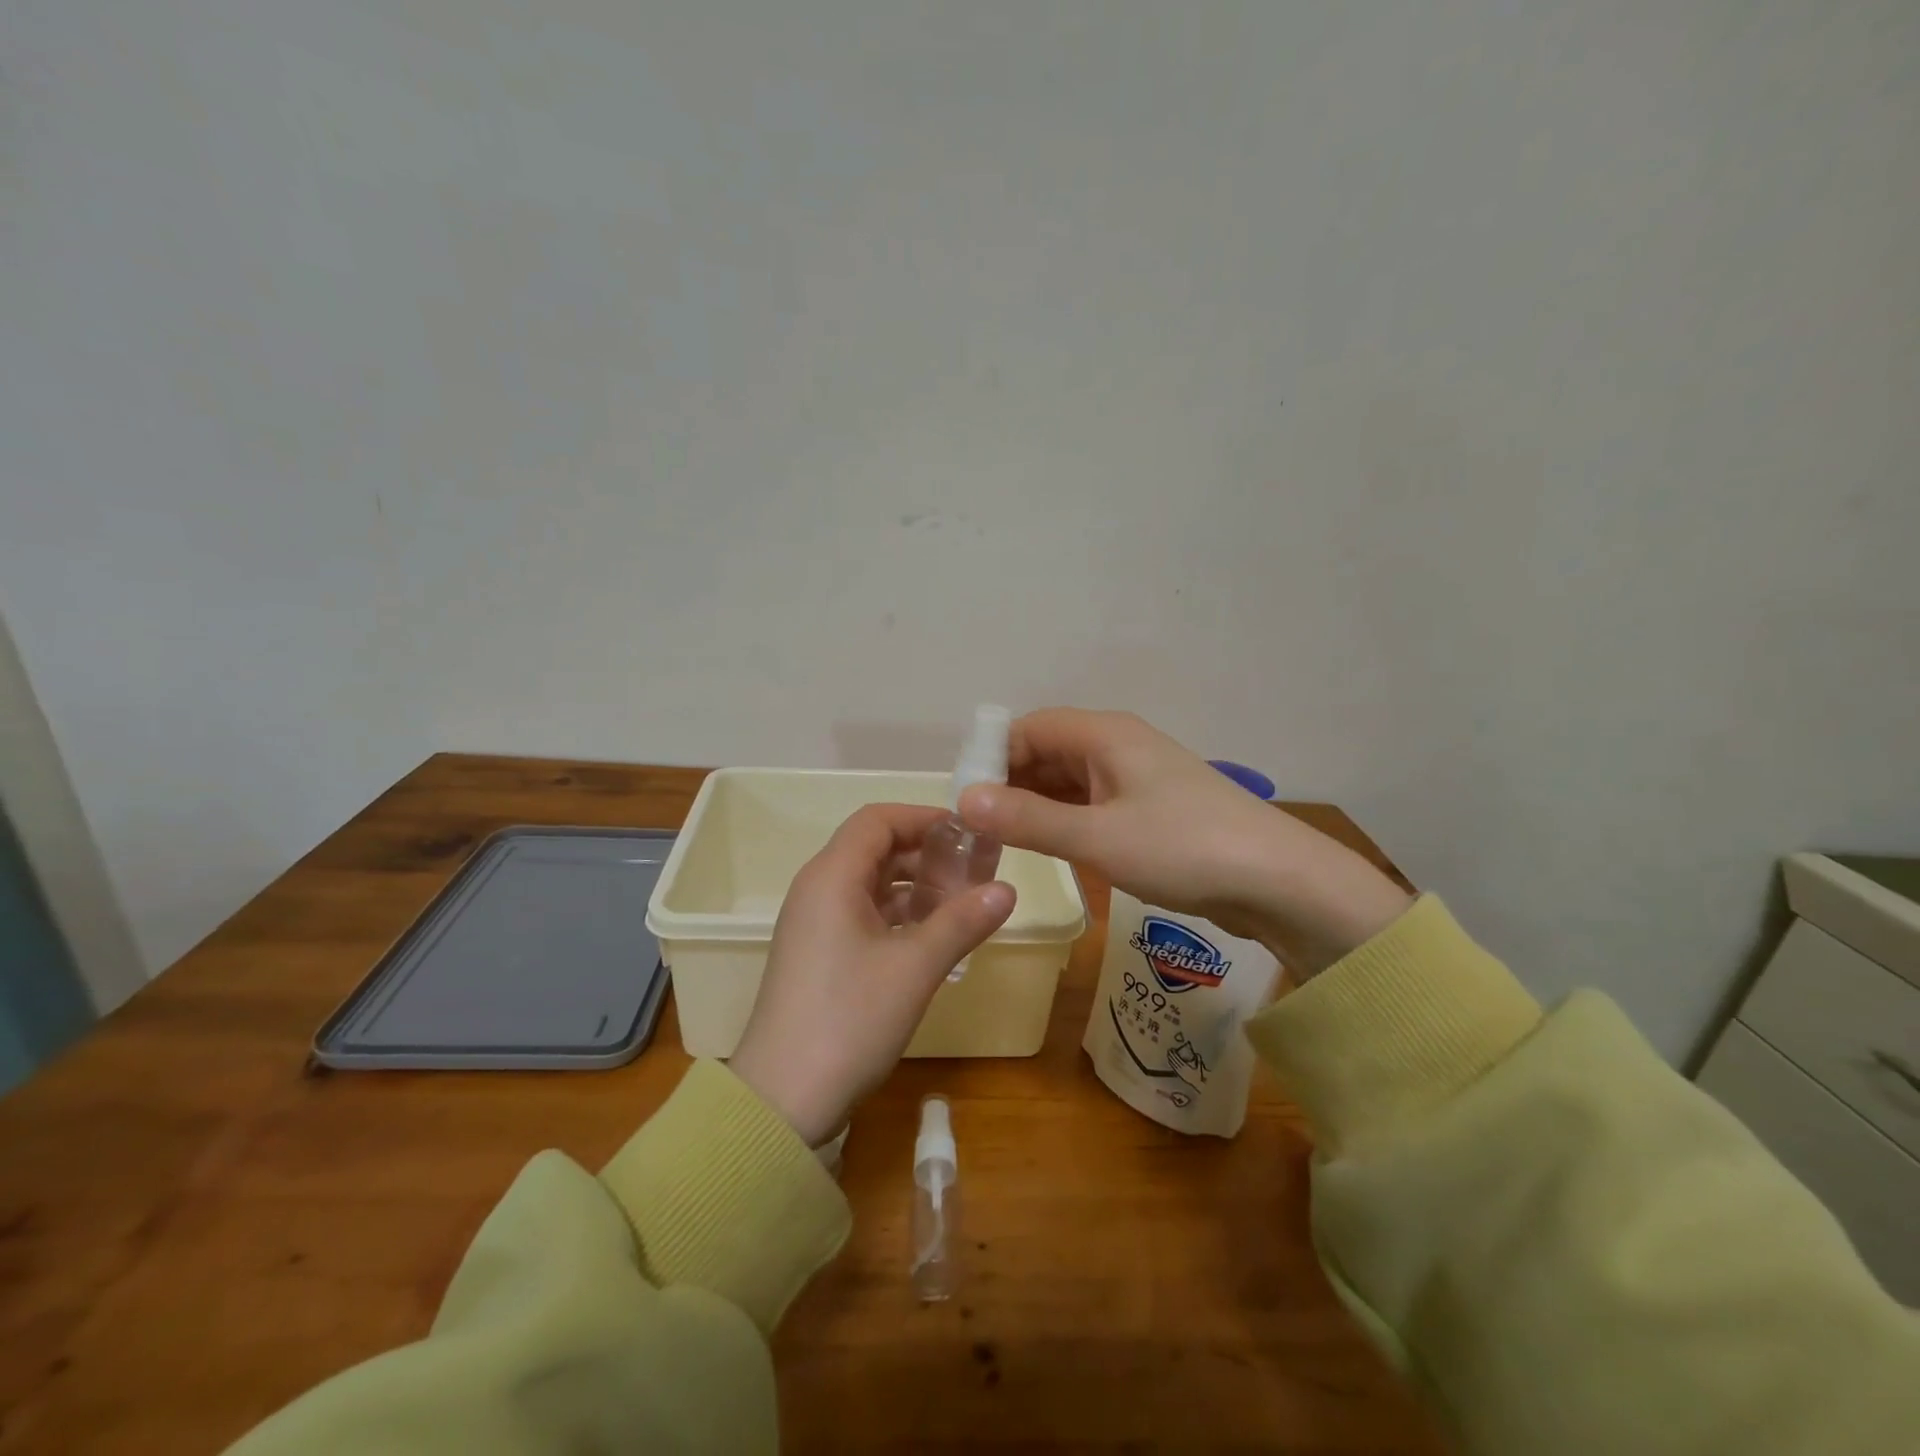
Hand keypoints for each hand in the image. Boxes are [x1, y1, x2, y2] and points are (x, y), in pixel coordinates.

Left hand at [728, 804, 1015, 1144]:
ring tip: (963, 902)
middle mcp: (818, 889)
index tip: (969, 832)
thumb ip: (962, 922)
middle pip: (875, 848)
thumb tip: (1008, 889)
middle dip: (926, 853)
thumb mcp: (915, 968)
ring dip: (915, 885)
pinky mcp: (819, 952)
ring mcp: (815, 923)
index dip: (923, 817)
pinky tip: (934, 935)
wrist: (783, 1099)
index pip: (878, 820)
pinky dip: (899, 914)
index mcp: (832, 877)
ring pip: (871, 883)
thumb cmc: (849, 1020)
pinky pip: (863, 913)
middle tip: (975, 869)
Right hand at [957, 709, 1410, 975]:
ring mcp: (1137, 777)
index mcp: (1105, 734)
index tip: (964, 799)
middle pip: (1047, 751)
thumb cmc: (1183, 848)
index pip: (1029, 728)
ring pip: (1069, 781)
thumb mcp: (1097, 837)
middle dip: (1010, 784)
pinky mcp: (1151, 808)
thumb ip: (1028, 819)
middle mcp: (1118, 745)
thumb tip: (963, 800)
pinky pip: (1092, 803)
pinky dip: (1065, 820)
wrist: (1279, 881)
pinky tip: (1049, 847)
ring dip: (1036, 805)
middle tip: (976, 828)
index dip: (992, 757)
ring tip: (1002, 842)